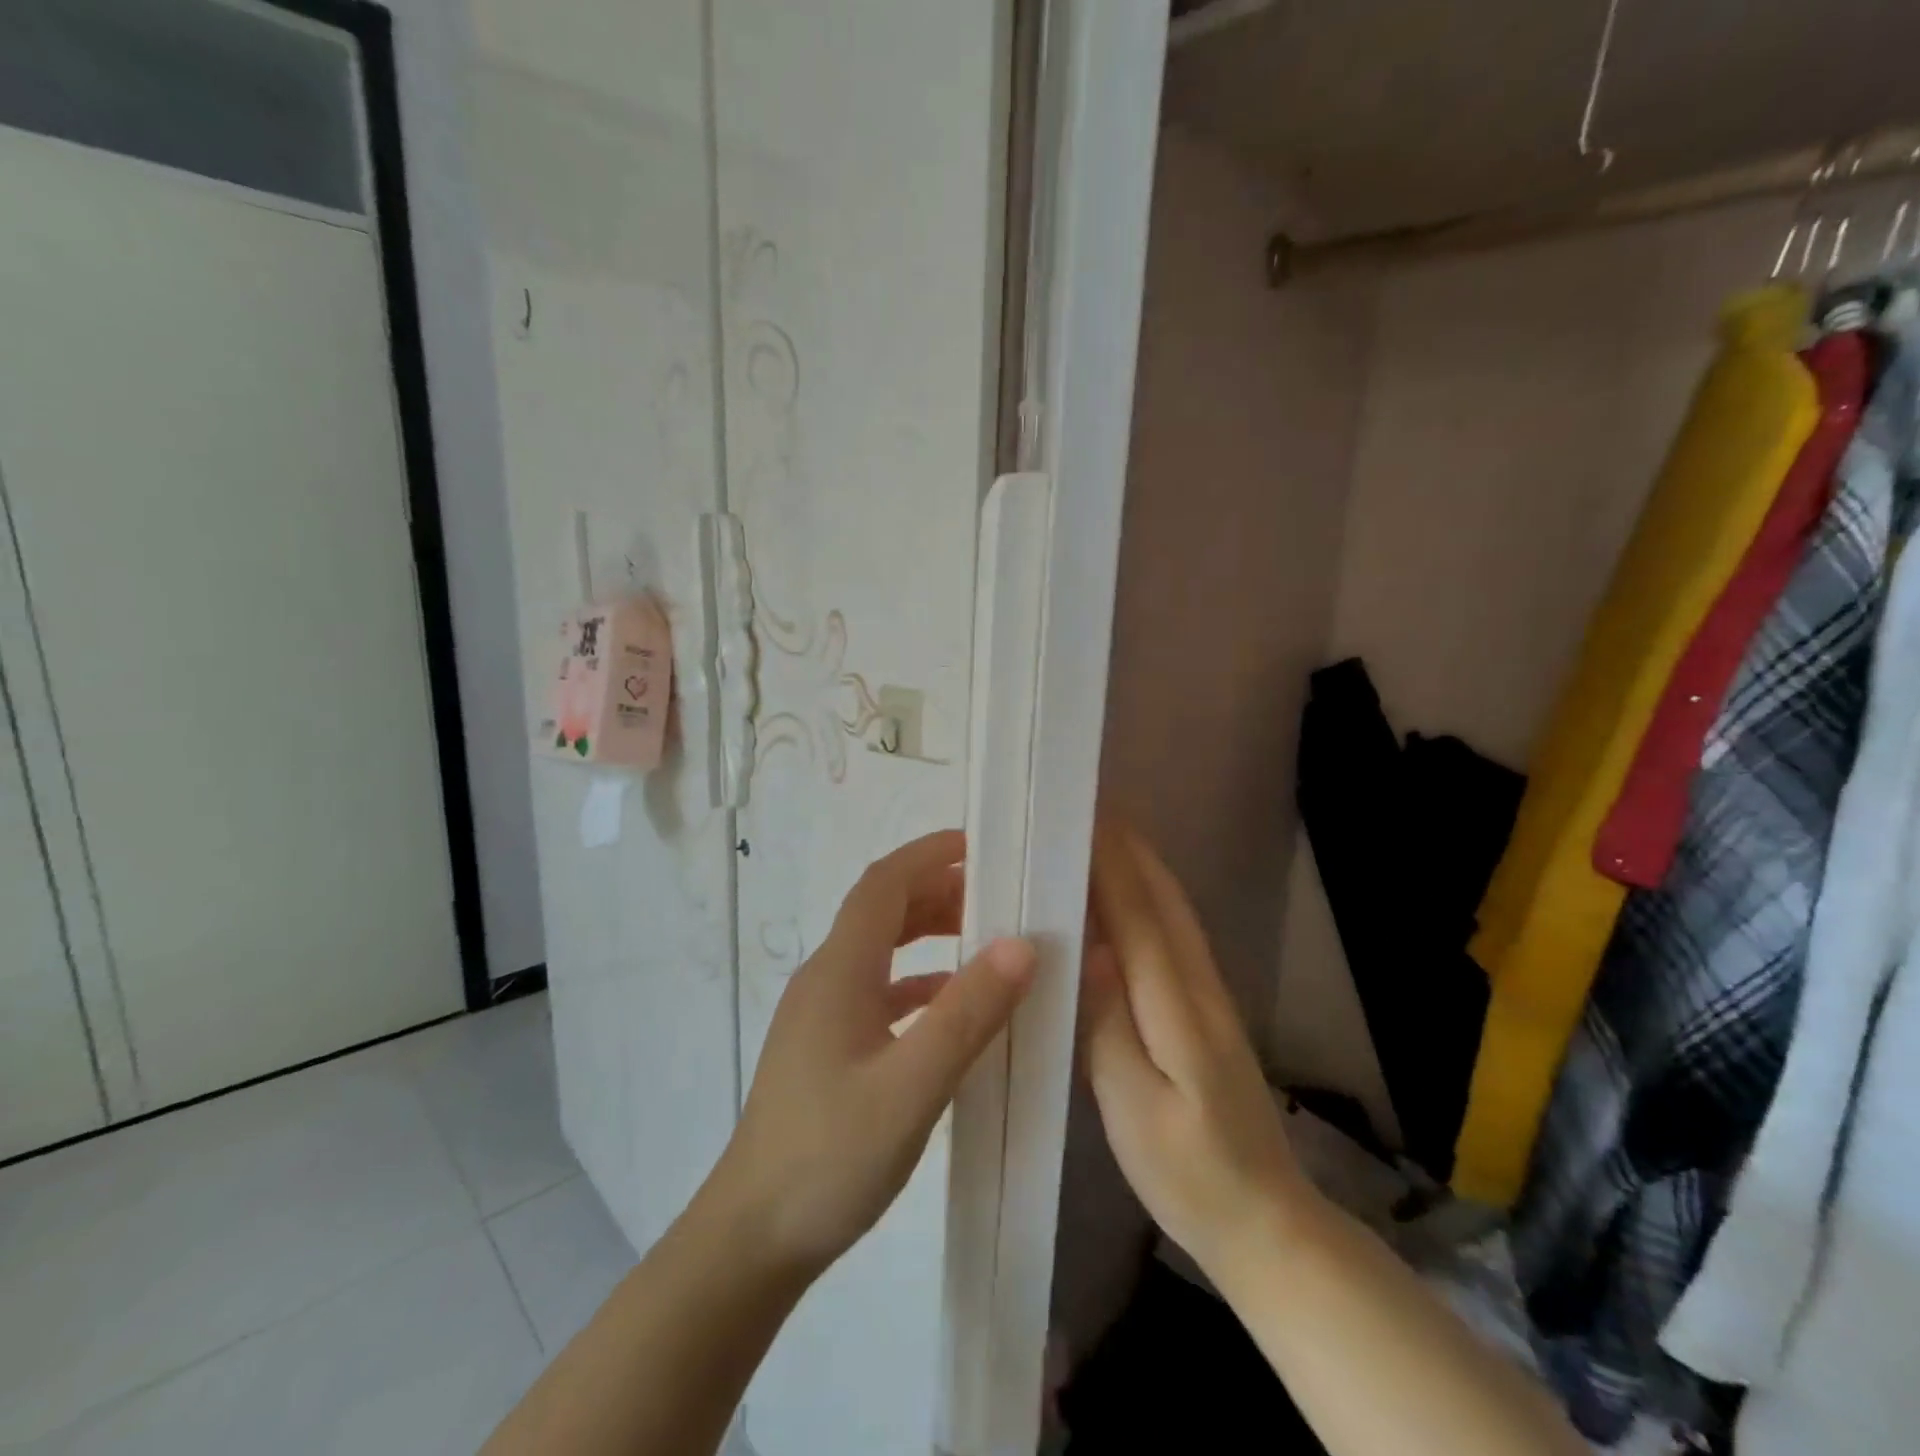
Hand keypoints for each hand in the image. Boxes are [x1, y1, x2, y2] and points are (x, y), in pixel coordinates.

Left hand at [706, 829, 1035, 1278]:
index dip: (928, 854)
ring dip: (926, 934)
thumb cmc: (830, 1157)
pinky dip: (916, 982)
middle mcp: (825, 978)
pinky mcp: (825, 1047)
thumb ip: (966, 1014)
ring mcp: (821, 1014)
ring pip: (878, 951)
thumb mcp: (911, 1086)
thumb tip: (1021, 945)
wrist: (752, 1237)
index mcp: (839, 970)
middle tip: (996, 898)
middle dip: (936, 892)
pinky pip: (876, 991)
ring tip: (982, 941)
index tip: (979, 845)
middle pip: (881, 911)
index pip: (884, 884)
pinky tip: (946, 1008)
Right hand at [1080, 821, 1313, 1276]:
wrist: (1265, 1221)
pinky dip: (1150, 900)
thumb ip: (1110, 1024)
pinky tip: (1126, 900)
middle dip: (1128, 851)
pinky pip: (1174, 936)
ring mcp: (1210, 998)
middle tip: (1087, 810)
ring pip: (1175, 914)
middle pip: (1165, 902)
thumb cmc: (1188, 1172)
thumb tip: (1092, 947)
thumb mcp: (1133, 1109)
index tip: (1083, 818)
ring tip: (1102, 838)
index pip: (1141, 918)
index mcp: (1179, 1008)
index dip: (1112, 865)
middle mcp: (1200, 988)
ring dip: (1141, 868)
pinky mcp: (1207, 1011)